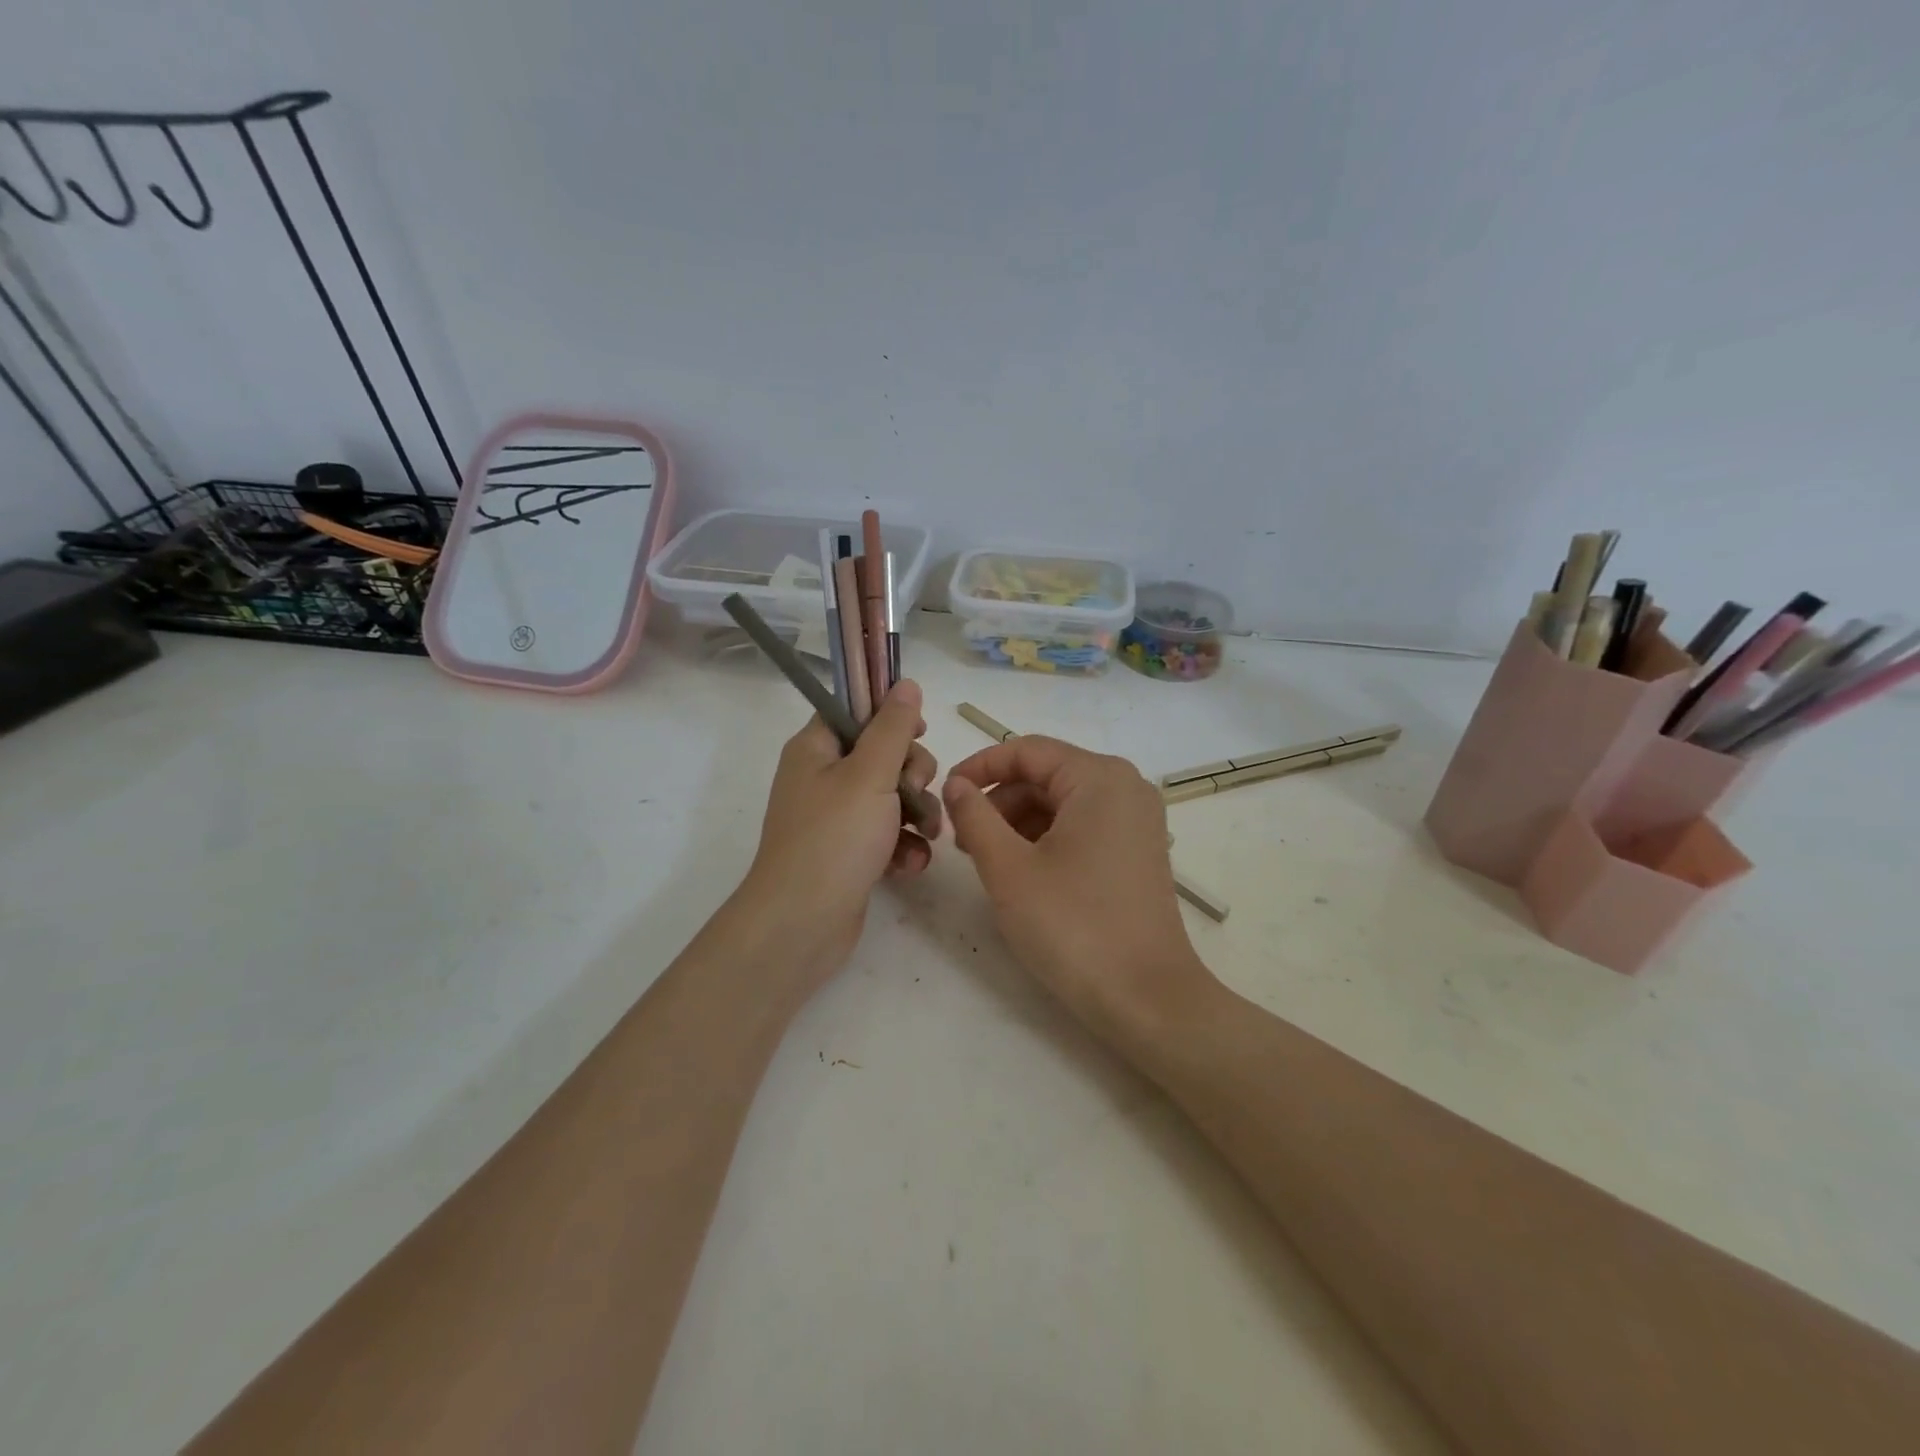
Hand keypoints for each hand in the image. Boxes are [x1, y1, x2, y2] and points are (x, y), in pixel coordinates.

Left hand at [736, 680, 939, 994]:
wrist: (803, 923)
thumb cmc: (835, 838)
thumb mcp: (870, 774)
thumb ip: (893, 728)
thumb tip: (905, 683)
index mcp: (816, 749)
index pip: (855, 711)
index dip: (890, 716)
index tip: (919, 732)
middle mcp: (822, 778)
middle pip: (882, 754)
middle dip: (912, 774)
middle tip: (913, 793)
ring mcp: (836, 818)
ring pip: (892, 796)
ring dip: (917, 813)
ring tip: (925, 836)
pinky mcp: (850, 852)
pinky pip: (887, 834)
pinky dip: (903, 845)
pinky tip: (911, 864)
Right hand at [942, 736, 1216, 1049]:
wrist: (1147, 999)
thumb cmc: (1072, 926)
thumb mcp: (1008, 869)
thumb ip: (975, 816)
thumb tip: (957, 784)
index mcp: (1099, 777)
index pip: (1026, 750)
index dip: (979, 767)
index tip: (944, 795)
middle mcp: (1125, 787)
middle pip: (1046, 774)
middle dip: (999, 800)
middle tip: (962, 839)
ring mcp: (1137, 820)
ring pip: (1063, 802)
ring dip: (1019, 821)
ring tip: (987, 860)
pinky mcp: (1139, 851)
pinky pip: (1083, 826)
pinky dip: (1047, 838)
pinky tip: (1022, 872)